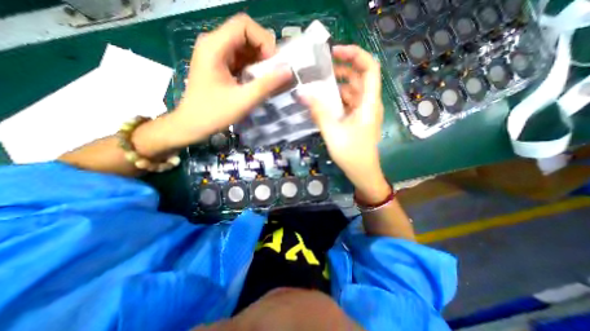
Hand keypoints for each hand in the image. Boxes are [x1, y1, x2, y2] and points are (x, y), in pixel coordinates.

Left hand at [169, 13, 291, 145]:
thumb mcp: (244, 100)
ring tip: (266, 79)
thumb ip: (267, 84)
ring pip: (244, 47)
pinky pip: (240, 58)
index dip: (264, 41)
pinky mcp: (218, 64)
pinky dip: (252, 68)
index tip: (273, 64)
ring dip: (259, 61)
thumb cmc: (215, 113)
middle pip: (245, 34)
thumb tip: (288, 70)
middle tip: (273, 73)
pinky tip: (256, 82)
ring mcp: (215, 54)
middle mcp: (213, 44)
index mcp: (215, 46)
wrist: (192, 124)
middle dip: (264, 52)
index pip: (244, 25)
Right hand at [300, 46, 390, 203]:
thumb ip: (318, 111)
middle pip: (359, 78)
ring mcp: (363, 112)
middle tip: (320, 68)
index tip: (335, 52)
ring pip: (352, 91)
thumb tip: (302, 93)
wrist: (362, 173)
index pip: (370, 68)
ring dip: (337, 86)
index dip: (355, 55)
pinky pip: (348, 103)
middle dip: (341, 69)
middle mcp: (369, 104)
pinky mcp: (357, 120)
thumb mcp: (332, 132)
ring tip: (317, 84)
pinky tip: (322, 102)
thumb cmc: (351, 154)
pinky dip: (336, 99)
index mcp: (369, 103)